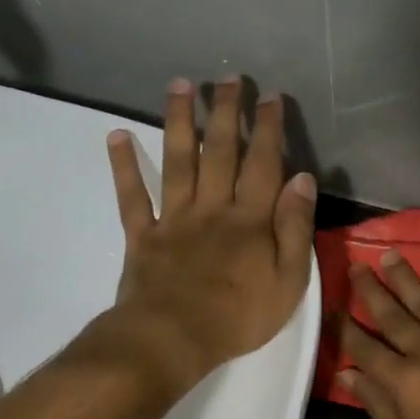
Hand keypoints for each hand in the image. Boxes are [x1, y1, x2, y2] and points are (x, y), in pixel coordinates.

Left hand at [100, 76, 317, 395]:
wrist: (173, 339)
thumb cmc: (239, 316)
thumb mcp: (288, 280)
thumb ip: (295, 227)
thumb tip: (302, 178)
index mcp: (249, 219)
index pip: (262, 164)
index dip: (267, 129)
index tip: (270, 97)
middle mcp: (211, 207)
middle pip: (220, 152)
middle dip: (226, 112)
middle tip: (228, 78)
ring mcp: (173, 219)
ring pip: (177, 161)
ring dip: (179, 121)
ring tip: (181, 85)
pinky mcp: (142, 236)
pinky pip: (132, 196)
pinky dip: (123, 166)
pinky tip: (117, 135)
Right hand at [339, 252, 419, 418]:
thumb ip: (375, 403)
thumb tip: (347, 374)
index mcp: (402, 380)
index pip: (365, 347)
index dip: (345, 328)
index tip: (332, 307)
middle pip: (393, 316)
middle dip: (371, 290)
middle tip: (357, 265)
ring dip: (406, 279)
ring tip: (390, 255)